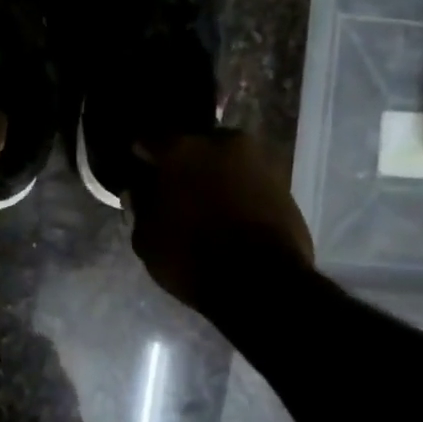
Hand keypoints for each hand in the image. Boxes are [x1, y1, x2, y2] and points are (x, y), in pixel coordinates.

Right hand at [128, 132, 313, 312]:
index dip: (141, 156)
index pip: (149, 139)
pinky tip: (229, 212)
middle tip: (175, 187)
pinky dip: (238, 190)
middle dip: (183, 162)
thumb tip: (139, 190)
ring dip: (214, 175)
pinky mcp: (284, 181)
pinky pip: (249, 179)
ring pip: (225, 160)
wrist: (263, 282)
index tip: (138, 170)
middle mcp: (221, 142)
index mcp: (181, 148)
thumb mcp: (147, 239)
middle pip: (194, 145)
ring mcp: (258, 159)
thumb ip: (140, 206)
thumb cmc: (192, 256)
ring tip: (206, 203)